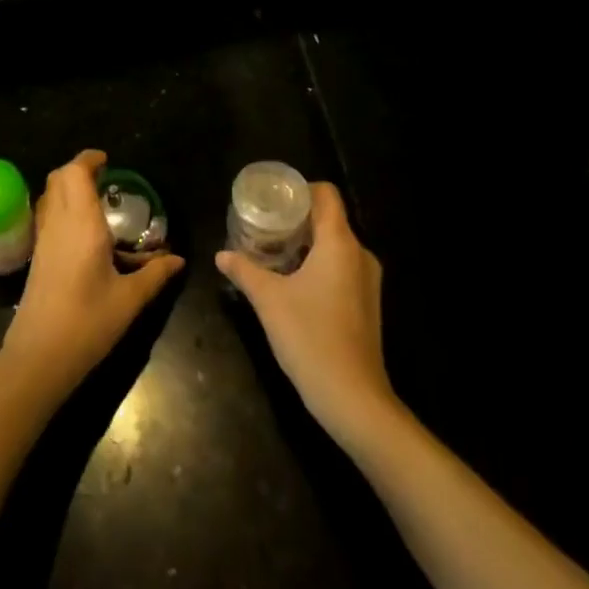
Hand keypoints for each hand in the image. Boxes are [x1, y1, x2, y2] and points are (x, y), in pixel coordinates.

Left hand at [0, 150, 185, 401]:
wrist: (38, 357)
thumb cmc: (87, 323)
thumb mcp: (129, 300)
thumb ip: (154, 275)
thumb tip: (178, 260)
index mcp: (81, 224)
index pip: (75, 173)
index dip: (89, 159)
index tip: (108, 161)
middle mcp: (58, 224)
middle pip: (57, 178)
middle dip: (78, 170)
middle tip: (104, 179)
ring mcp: (43, 240)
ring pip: (49, 196)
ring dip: (68, 188)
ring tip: (96, 202)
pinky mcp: (37, 257)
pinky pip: (47, 216)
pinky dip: (62, 208)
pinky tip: (84, 232)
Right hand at [216, 183, 399, 447]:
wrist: (353, 398)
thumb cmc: (310, 337)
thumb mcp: (268, 300)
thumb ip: (244, 271)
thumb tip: (221, 255)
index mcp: (340, 243)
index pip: (326, 195)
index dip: (299, 190)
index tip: (272, 199)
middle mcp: (359, 254)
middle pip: (329, 219)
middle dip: (296, 218)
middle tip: (263, 225)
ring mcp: (367, 280)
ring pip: (335, 245)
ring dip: (306, 243)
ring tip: (273, 251)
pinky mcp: (366, 303)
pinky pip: (341, 267)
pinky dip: (318, 264)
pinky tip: (293, 281)